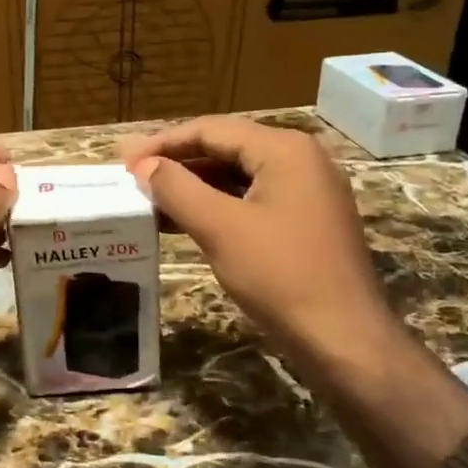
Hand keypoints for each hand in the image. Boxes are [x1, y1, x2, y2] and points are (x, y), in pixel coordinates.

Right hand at [121, 116, 400, 375]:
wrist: (343, 337)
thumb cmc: (280, 275)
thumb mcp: (220, 228)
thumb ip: (177, 189)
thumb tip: (144, 166)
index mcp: (284, 149)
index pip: (211, 129)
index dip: (163, 143)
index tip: (124, 162)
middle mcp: (300, 159)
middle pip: (226, 148)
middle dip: (178, 163)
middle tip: (133, 178)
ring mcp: (308, 191)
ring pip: (238, 176)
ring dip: (194, 186)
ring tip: (151, 201)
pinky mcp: (307, 221)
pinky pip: (252, 200)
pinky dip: (217, 206)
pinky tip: (185, 222)